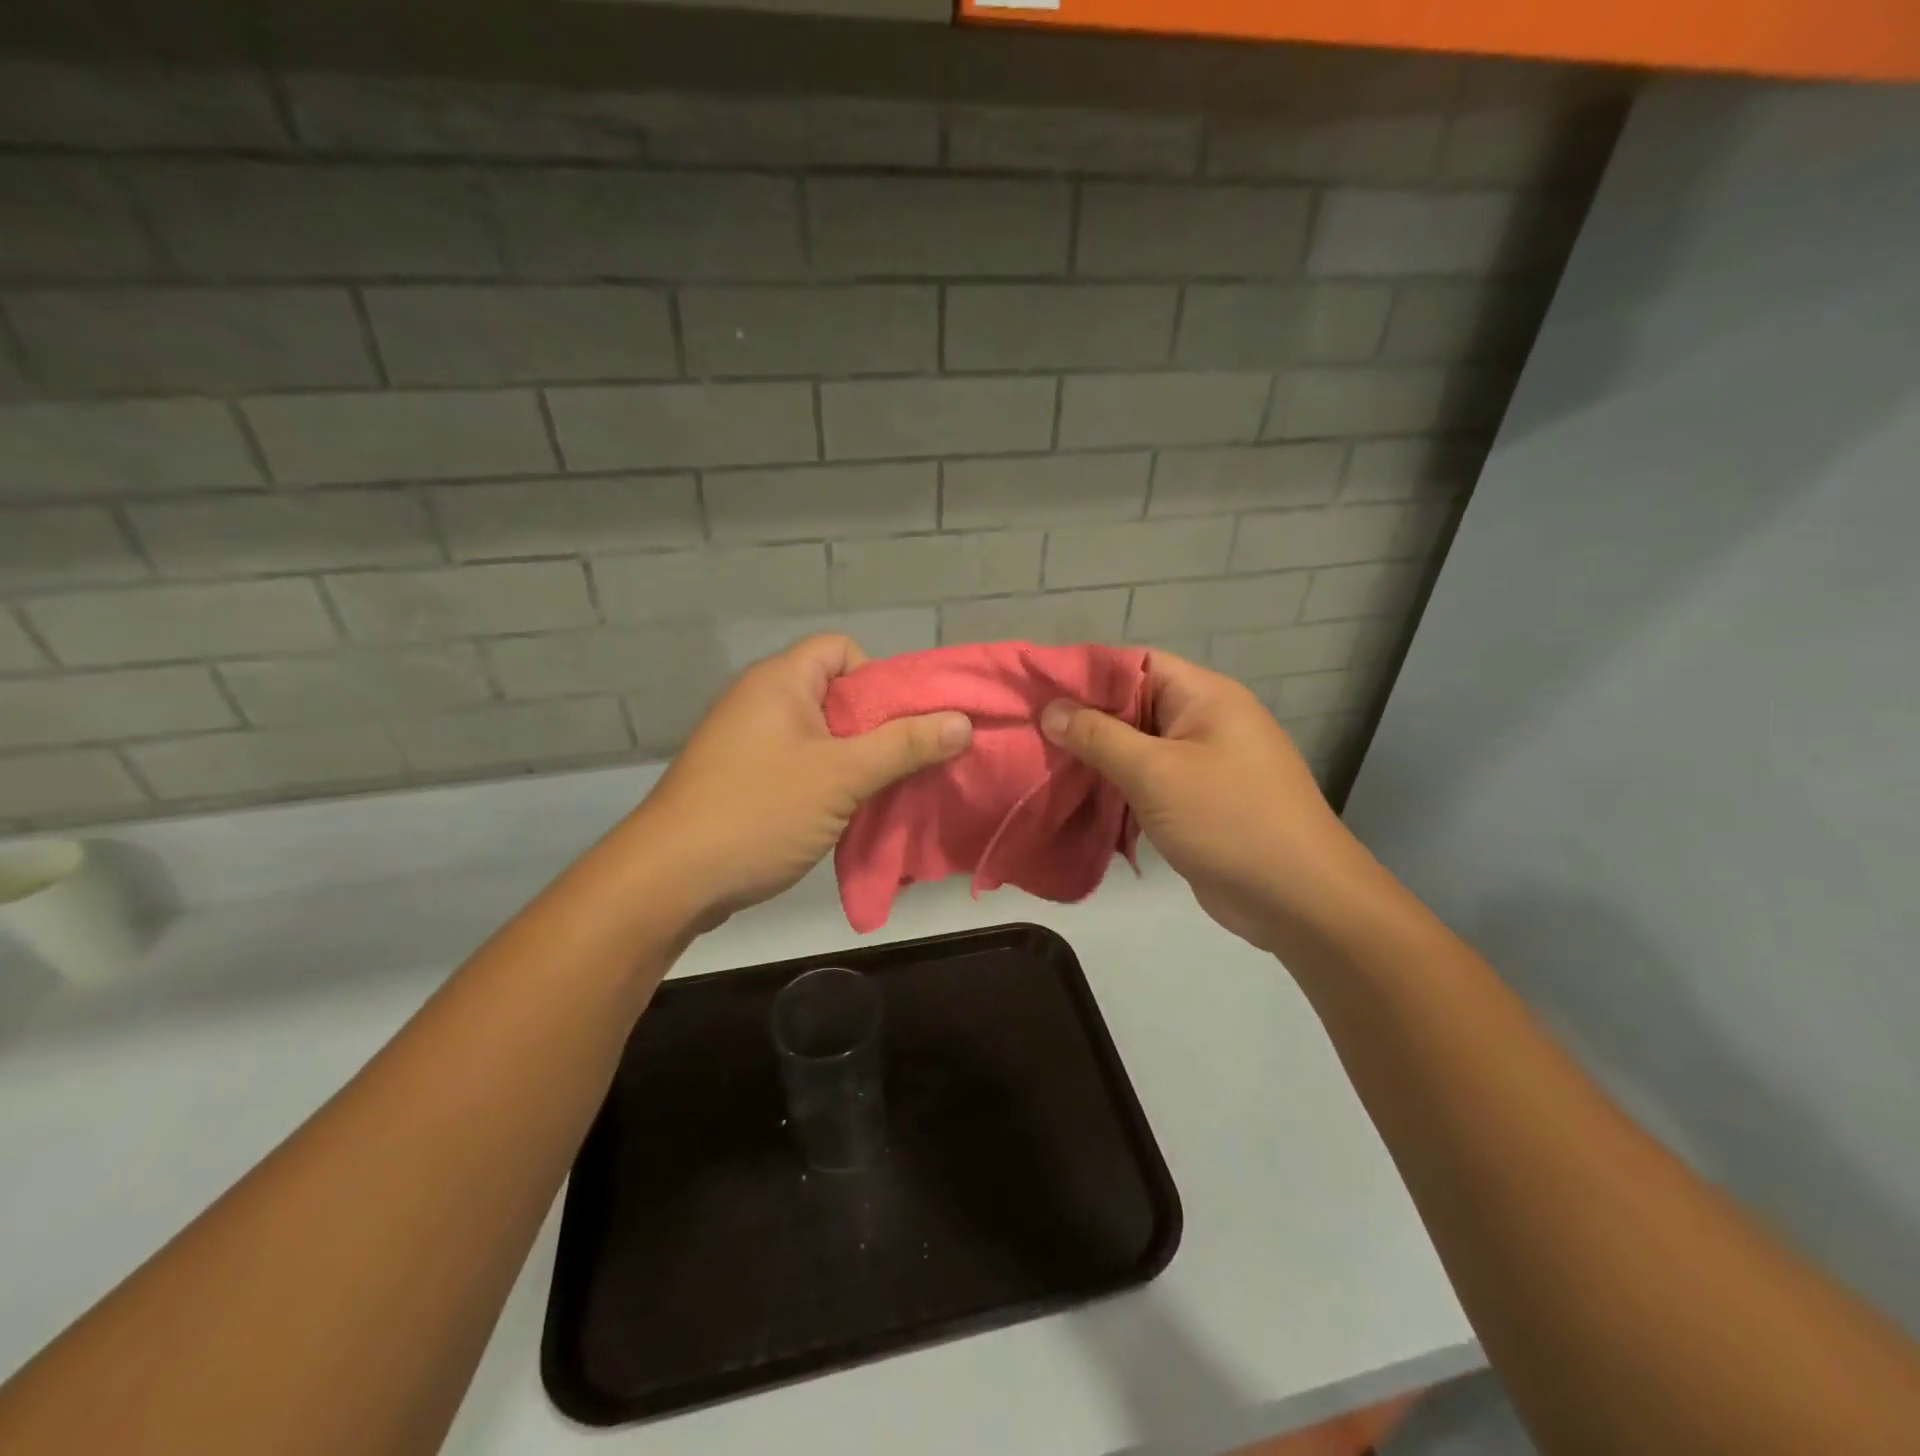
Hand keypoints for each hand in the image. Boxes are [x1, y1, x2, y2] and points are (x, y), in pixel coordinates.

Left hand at [634, 635, 971, 928]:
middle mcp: (761, 701)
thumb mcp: (842, 776)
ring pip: (821, 736)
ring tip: (884, 793)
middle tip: (906, 763)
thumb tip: (962, 721)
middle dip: (878, 726)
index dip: (878, 678)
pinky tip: (847, 815)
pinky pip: (800, 766)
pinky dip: (828, 783)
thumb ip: (905, 745)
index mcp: (780, 681)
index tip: (900, 724)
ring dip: (857, 761)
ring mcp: (747, 743)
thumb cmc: (759, 812)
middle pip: (836, 694)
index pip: (841, 649)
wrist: (669, 880)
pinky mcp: (743, 780)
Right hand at [1041, 652, 1383, 954]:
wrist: (1298, 899)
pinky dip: (1116, 787)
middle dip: (1084, 719)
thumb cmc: (1228, 820)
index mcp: (1204, 696)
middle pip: (1133, 705)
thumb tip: (1052, 709)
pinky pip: (1148, 781)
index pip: (1135, 664)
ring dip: (1096, 757)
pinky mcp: (1198, 801)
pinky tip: (1077, 798)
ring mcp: (1203, 763)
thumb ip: (1099, 736)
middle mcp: (1205, 720)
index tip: (1036, 689)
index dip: (1085, 673)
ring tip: (1042, 763)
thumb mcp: (1155, 772)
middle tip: (1030, 730)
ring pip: (1137, 747)